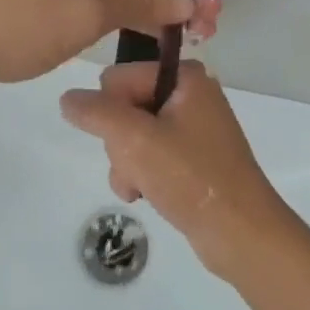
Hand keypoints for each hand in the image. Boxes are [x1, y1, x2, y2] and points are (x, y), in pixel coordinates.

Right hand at [60, 60, 299, 284]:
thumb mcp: (136, 140)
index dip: (111, 112)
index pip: (118, 78)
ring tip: (141, 188)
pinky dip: (142, 174)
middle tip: (136, 168)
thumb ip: (96, 113)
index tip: (126, 141)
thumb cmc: (191, 177)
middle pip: (124, 106)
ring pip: (133, 135)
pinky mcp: (194, 157)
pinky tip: (148, 195)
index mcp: (185, 76)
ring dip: (127, 164)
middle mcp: (191, 93)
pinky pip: (151, 154)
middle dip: (120, 143)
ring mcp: (193, 126)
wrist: (242, 233)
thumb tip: (67, 98)